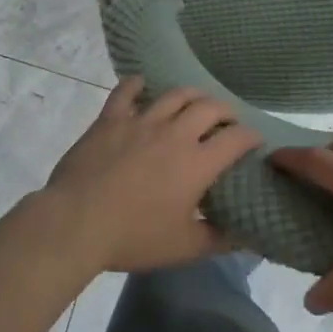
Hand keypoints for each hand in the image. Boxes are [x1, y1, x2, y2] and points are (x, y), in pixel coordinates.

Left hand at [42, 78, 259, 273]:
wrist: (76, 222)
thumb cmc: (134, 237)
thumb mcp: (183, 248)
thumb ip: (219, 239)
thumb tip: (247, 237)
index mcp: (197, 163)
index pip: (236, 139)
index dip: (251, 136)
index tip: (255, 140)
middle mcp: (174, 133)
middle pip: (209, 107)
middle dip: (225, 110)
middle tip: (228, 120)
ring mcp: (141, 121)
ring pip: (174, 94)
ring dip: (191, 95)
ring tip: (196, 101)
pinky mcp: (111, 119)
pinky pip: (126, 92)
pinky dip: (136, 84)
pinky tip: (142, 83)